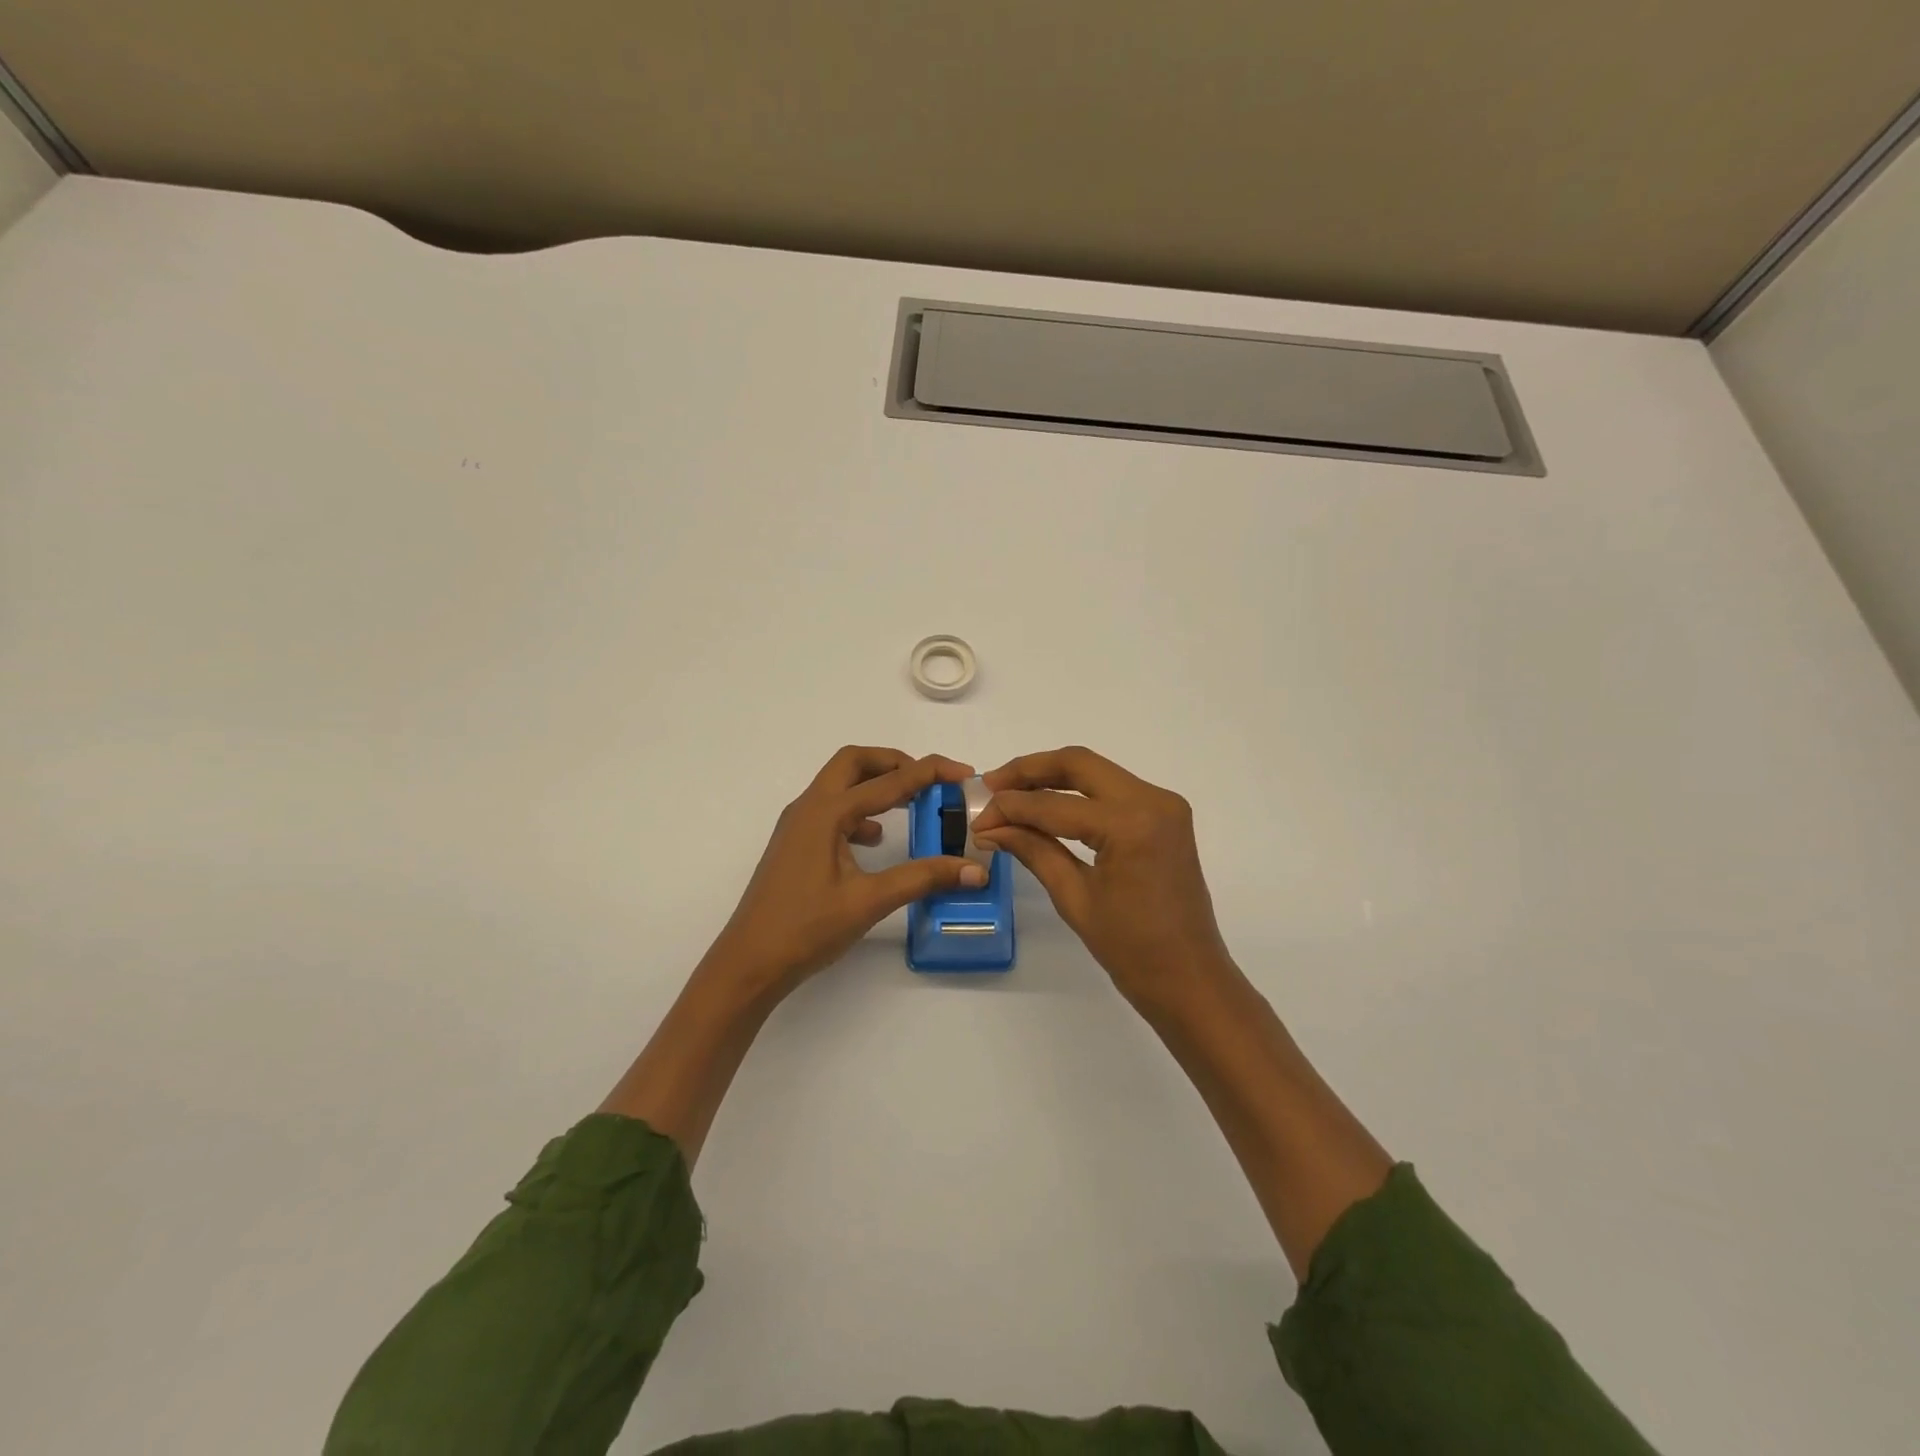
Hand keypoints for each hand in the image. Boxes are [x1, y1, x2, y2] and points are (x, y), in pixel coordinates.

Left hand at [698, 746, 985, 1000]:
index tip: (963, 773)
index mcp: (826, 813)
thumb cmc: (806, 929)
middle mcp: (808, 808)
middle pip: (854, 763)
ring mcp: (798, 825)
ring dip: (875, 784)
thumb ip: (922, 879)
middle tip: (929, 780)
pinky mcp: (795, 844)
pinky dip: (859, 811)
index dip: (929, 772)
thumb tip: (974, 871)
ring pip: (840, 784)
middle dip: (895, 762)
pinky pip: (832, 810)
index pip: (887, 781)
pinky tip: (875, 839)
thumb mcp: (869, 901)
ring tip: (911, 804)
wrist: (749, 963)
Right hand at [970, 747, 1233, 1007]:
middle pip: (1079, 764)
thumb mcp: (1074, 898)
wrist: (1191, 980)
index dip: (1011, 807)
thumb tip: (990, 827)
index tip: (978, 816)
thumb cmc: (1132, 951)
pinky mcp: (1165, 815)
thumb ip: (1033, 850)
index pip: (1055, 804)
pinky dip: (1078, 792)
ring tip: (1011, 793)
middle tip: (991, 785)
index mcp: (1131, 824)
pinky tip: (1048, 804)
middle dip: (1030, 770)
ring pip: (1096, 771)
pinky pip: (1113, 789)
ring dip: (1052, 777)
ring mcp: (1164, 804)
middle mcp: (1152, 800)